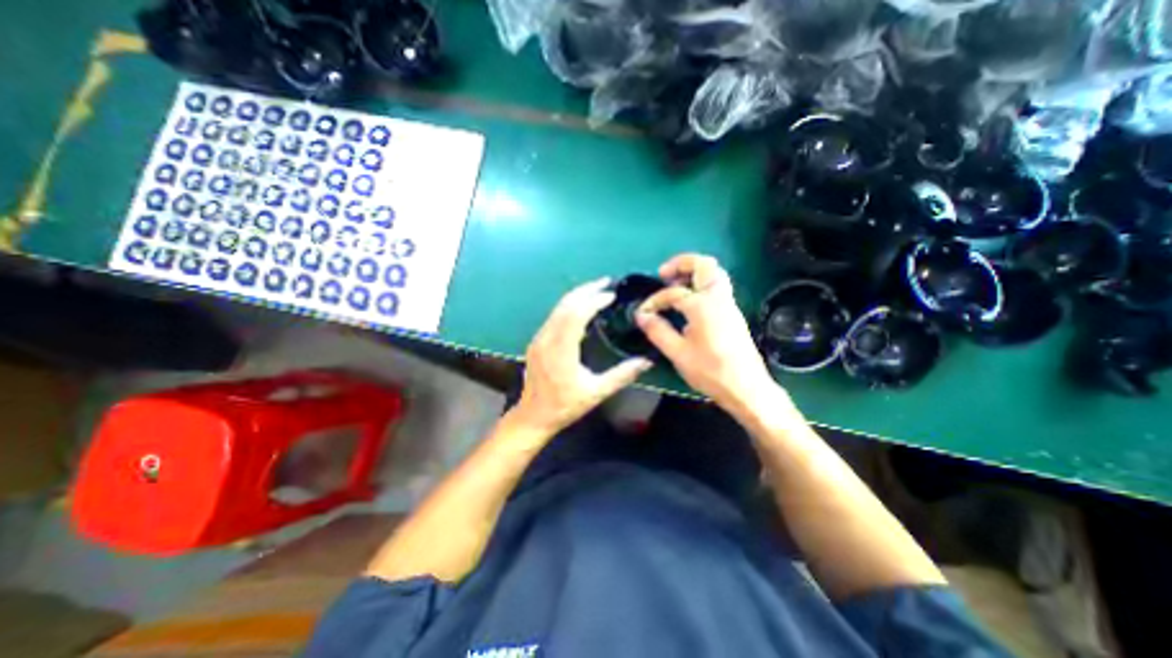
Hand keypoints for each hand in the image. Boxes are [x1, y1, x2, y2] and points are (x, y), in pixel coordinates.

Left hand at [514, 278, 654, 437]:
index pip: (576, 315)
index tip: (610, 295)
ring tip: (596, 289)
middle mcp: (547, 339)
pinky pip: (554, 316)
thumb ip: (622, 375)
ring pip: (557, 308)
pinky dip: (569, 306)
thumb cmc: (565, 406)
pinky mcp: (537, 341)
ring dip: (577, 296)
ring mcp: (539, 339)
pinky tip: (581, 307)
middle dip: (586, 290)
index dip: (593, 301)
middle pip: (565, 305)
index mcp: (561, 351)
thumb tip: (647, 362)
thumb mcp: (596, 393)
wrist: (533, 415)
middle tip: (605, 282)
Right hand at [638, 252, 779, 415]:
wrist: (746, 388)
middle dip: (681, 263)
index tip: (643, 313)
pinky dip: (702, 284)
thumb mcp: (678, 353)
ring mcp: (729, 304)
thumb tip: (641, 315)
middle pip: (704, 264)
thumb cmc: (710, 371)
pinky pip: (718, 287)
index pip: (673, 293)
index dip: (654, 301)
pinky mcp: (733, 313)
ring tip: (675, 286)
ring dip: (694, 272)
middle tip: (664, 275)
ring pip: (714, 273)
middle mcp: (718, 298)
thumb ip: (658, 331)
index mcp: (703, 305)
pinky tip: (689, 303)